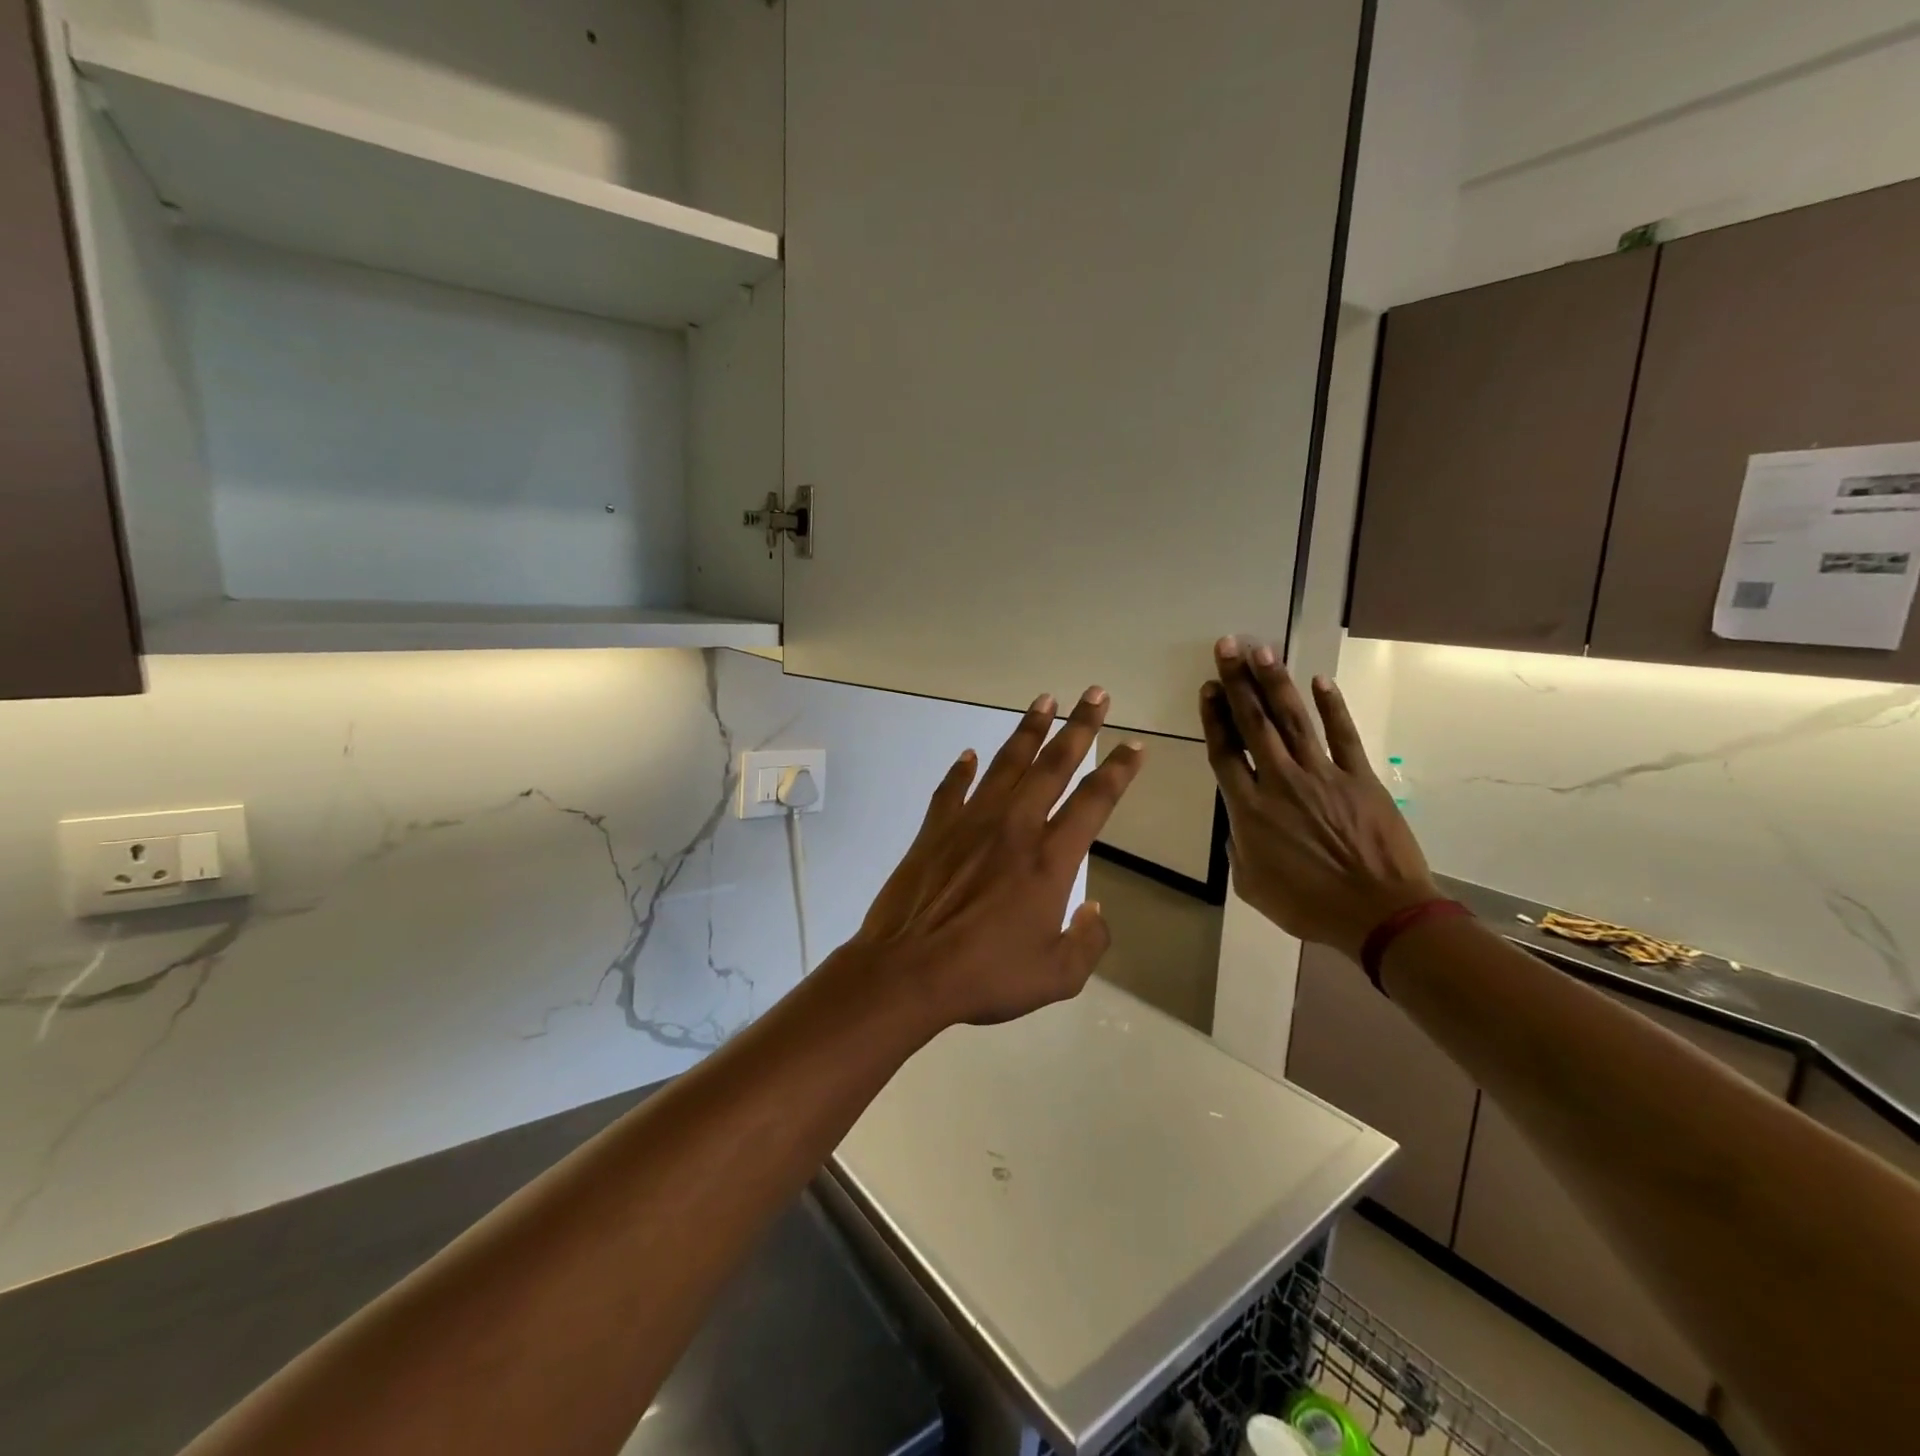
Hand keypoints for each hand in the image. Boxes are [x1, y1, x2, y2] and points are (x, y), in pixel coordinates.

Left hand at [851, 687, 1145, 1027]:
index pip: (1095, 801)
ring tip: (1045, 699)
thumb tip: (1094, 909)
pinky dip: (962, 770)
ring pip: (1006, 764)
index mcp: (1050, 859)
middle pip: (1054, 765)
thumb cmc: (986, 975)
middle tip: (1095, 693)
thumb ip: (1088, 941)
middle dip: (1080, 726)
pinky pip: (952, 789)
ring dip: (1029, 730)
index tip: (1133, 745)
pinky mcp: (935, 830)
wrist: (909, 972)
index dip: (1119, 770)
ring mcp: (971, 823)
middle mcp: (1015, 827)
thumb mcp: (1057, 976)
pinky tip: (969, 755)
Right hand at [1199, 638, 1436, 960]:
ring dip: (1275, 683)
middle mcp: (1280, 781)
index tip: (1207, 688)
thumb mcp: (1252, 885)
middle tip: (1227, 647)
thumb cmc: (1308, 905)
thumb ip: (1239, 847)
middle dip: (1237, 683)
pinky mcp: (1359, 778)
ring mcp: (1322, 775)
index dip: (1214, 717)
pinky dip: (1332, 707)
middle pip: (1254, 724)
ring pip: (1293, 720)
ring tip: (1261, 651)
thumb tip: (1240, 823)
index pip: (1225, 752)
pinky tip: (1319, 681)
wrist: (1379, 914)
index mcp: (1249, 809)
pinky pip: (1343, 735)